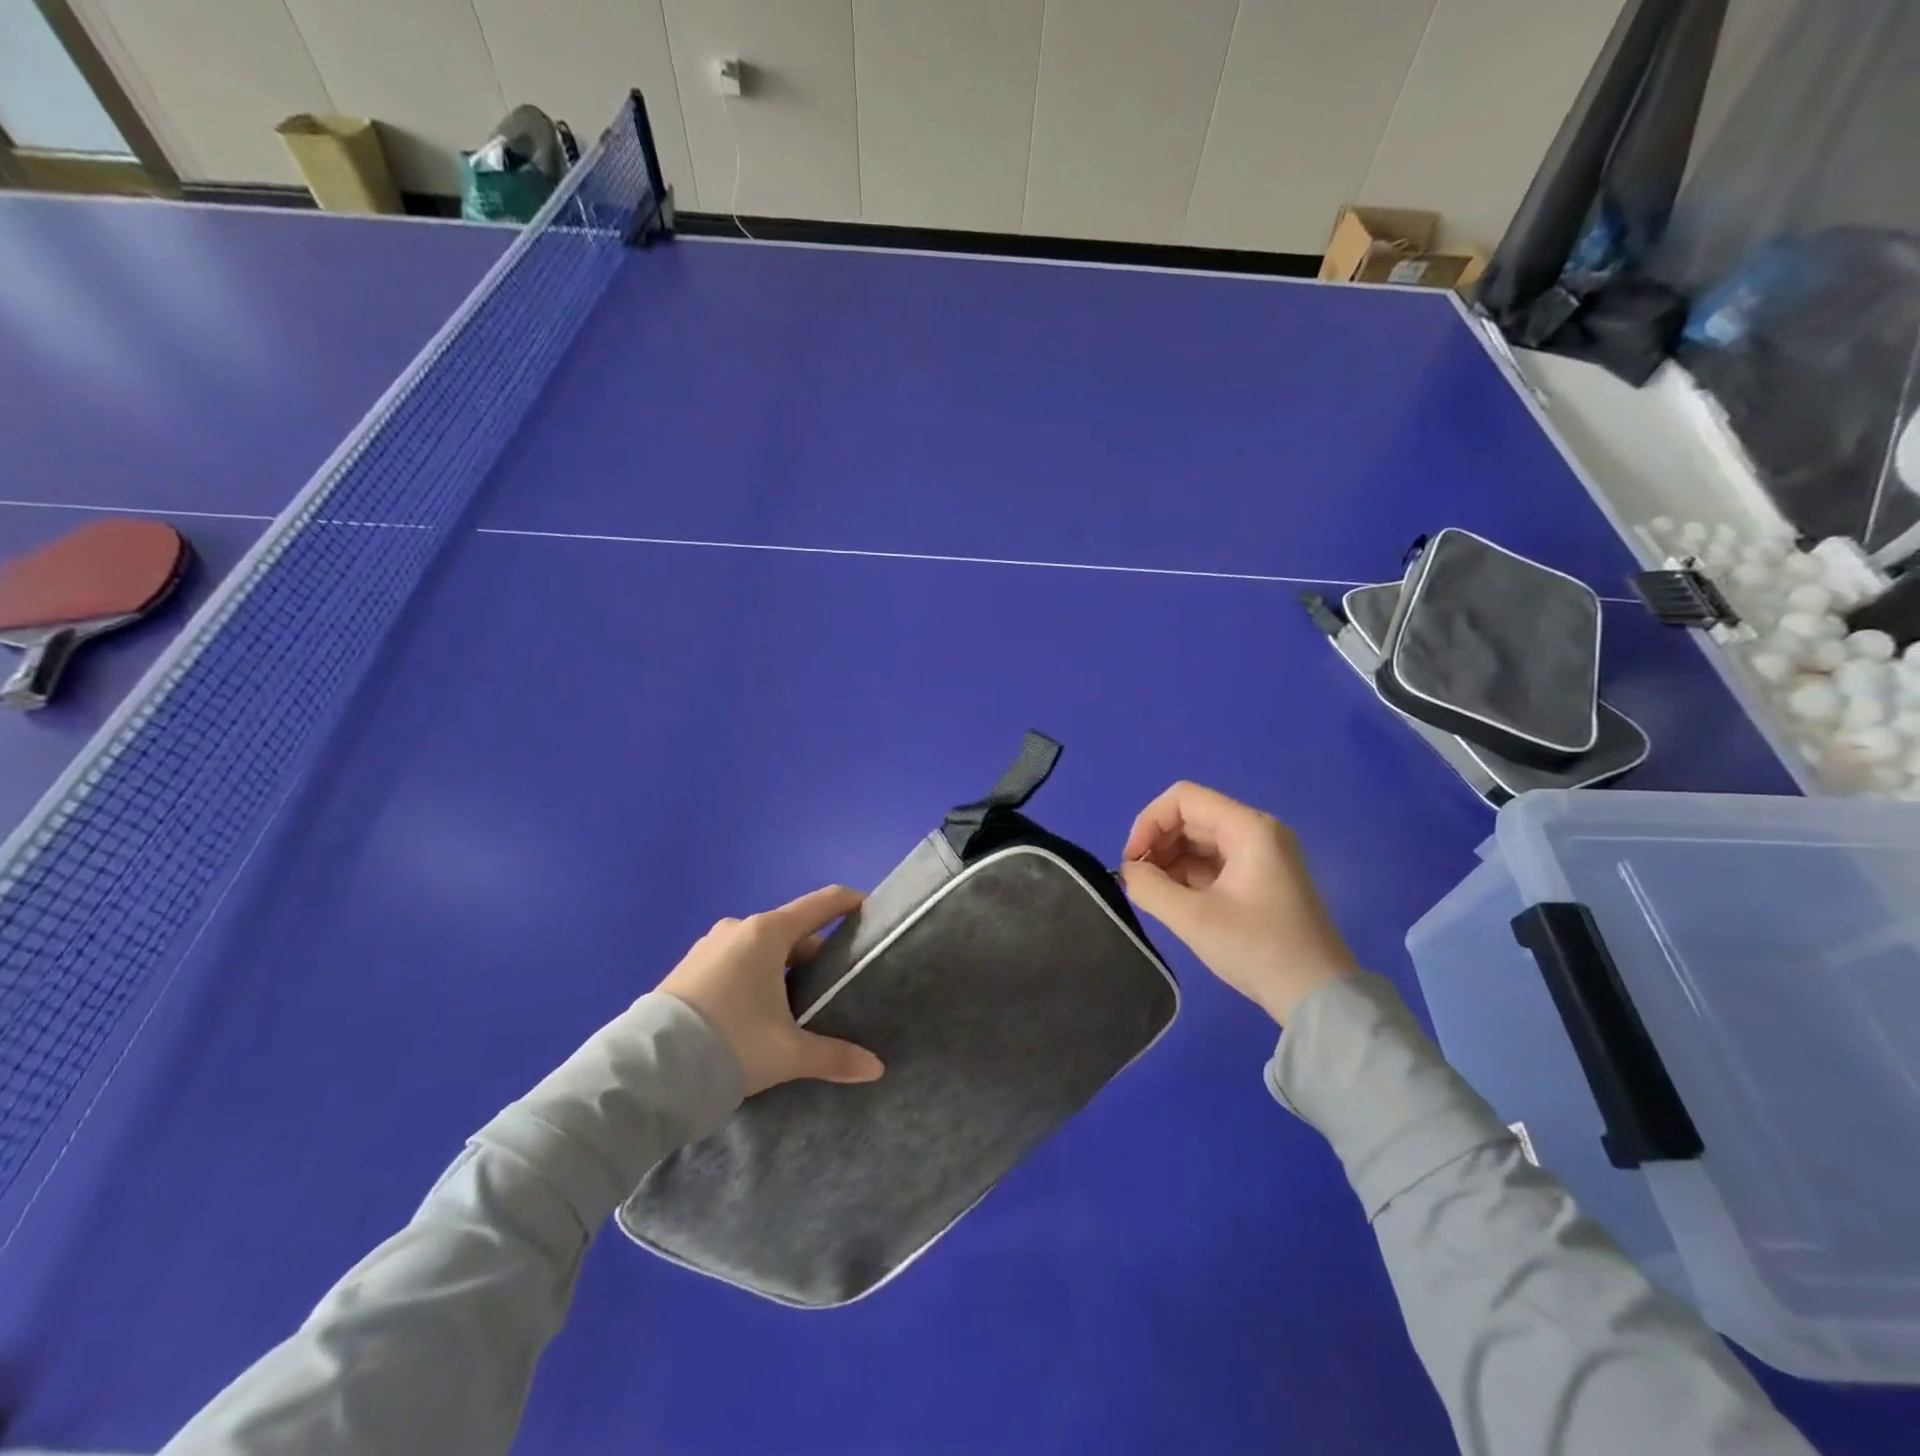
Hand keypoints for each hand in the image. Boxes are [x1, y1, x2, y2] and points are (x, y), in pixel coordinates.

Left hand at [657, 885, 885, 1096]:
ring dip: (783, 968)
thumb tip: (876, 1068)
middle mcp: (738, 929)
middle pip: (792, 931)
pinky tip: (758, 1011)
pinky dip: (755, 976)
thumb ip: (835, 1056)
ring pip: (761, 949)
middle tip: (837, 982)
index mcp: (767, 933)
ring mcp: (708, 947)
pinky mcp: (687, 969)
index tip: (870, 910)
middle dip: (817, 953)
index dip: (849, 903)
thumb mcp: (788, 1053)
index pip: (821, 904)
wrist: (647, 1072)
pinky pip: (735, 962)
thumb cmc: (731, 1043)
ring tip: (799, 1003)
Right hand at [1120, 782, 1357, 1024]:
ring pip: (1200, 840)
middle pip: (1191, 817)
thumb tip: (1128, 871)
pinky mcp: (1261, 878)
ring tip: (1154, 895)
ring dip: (1170, 861)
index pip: (1183, 798)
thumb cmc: (1257, 949)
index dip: (1149, 823)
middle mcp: (1257, 831)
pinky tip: (1174, 901)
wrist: (1318, 997)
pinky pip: (1214, 861)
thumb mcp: (1193, 918)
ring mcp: (1262, 855)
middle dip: (1158, 844)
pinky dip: (1188, 875)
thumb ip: (1149, 887)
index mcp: (1249, 828)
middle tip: (1138, 882)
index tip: (1132, 862)